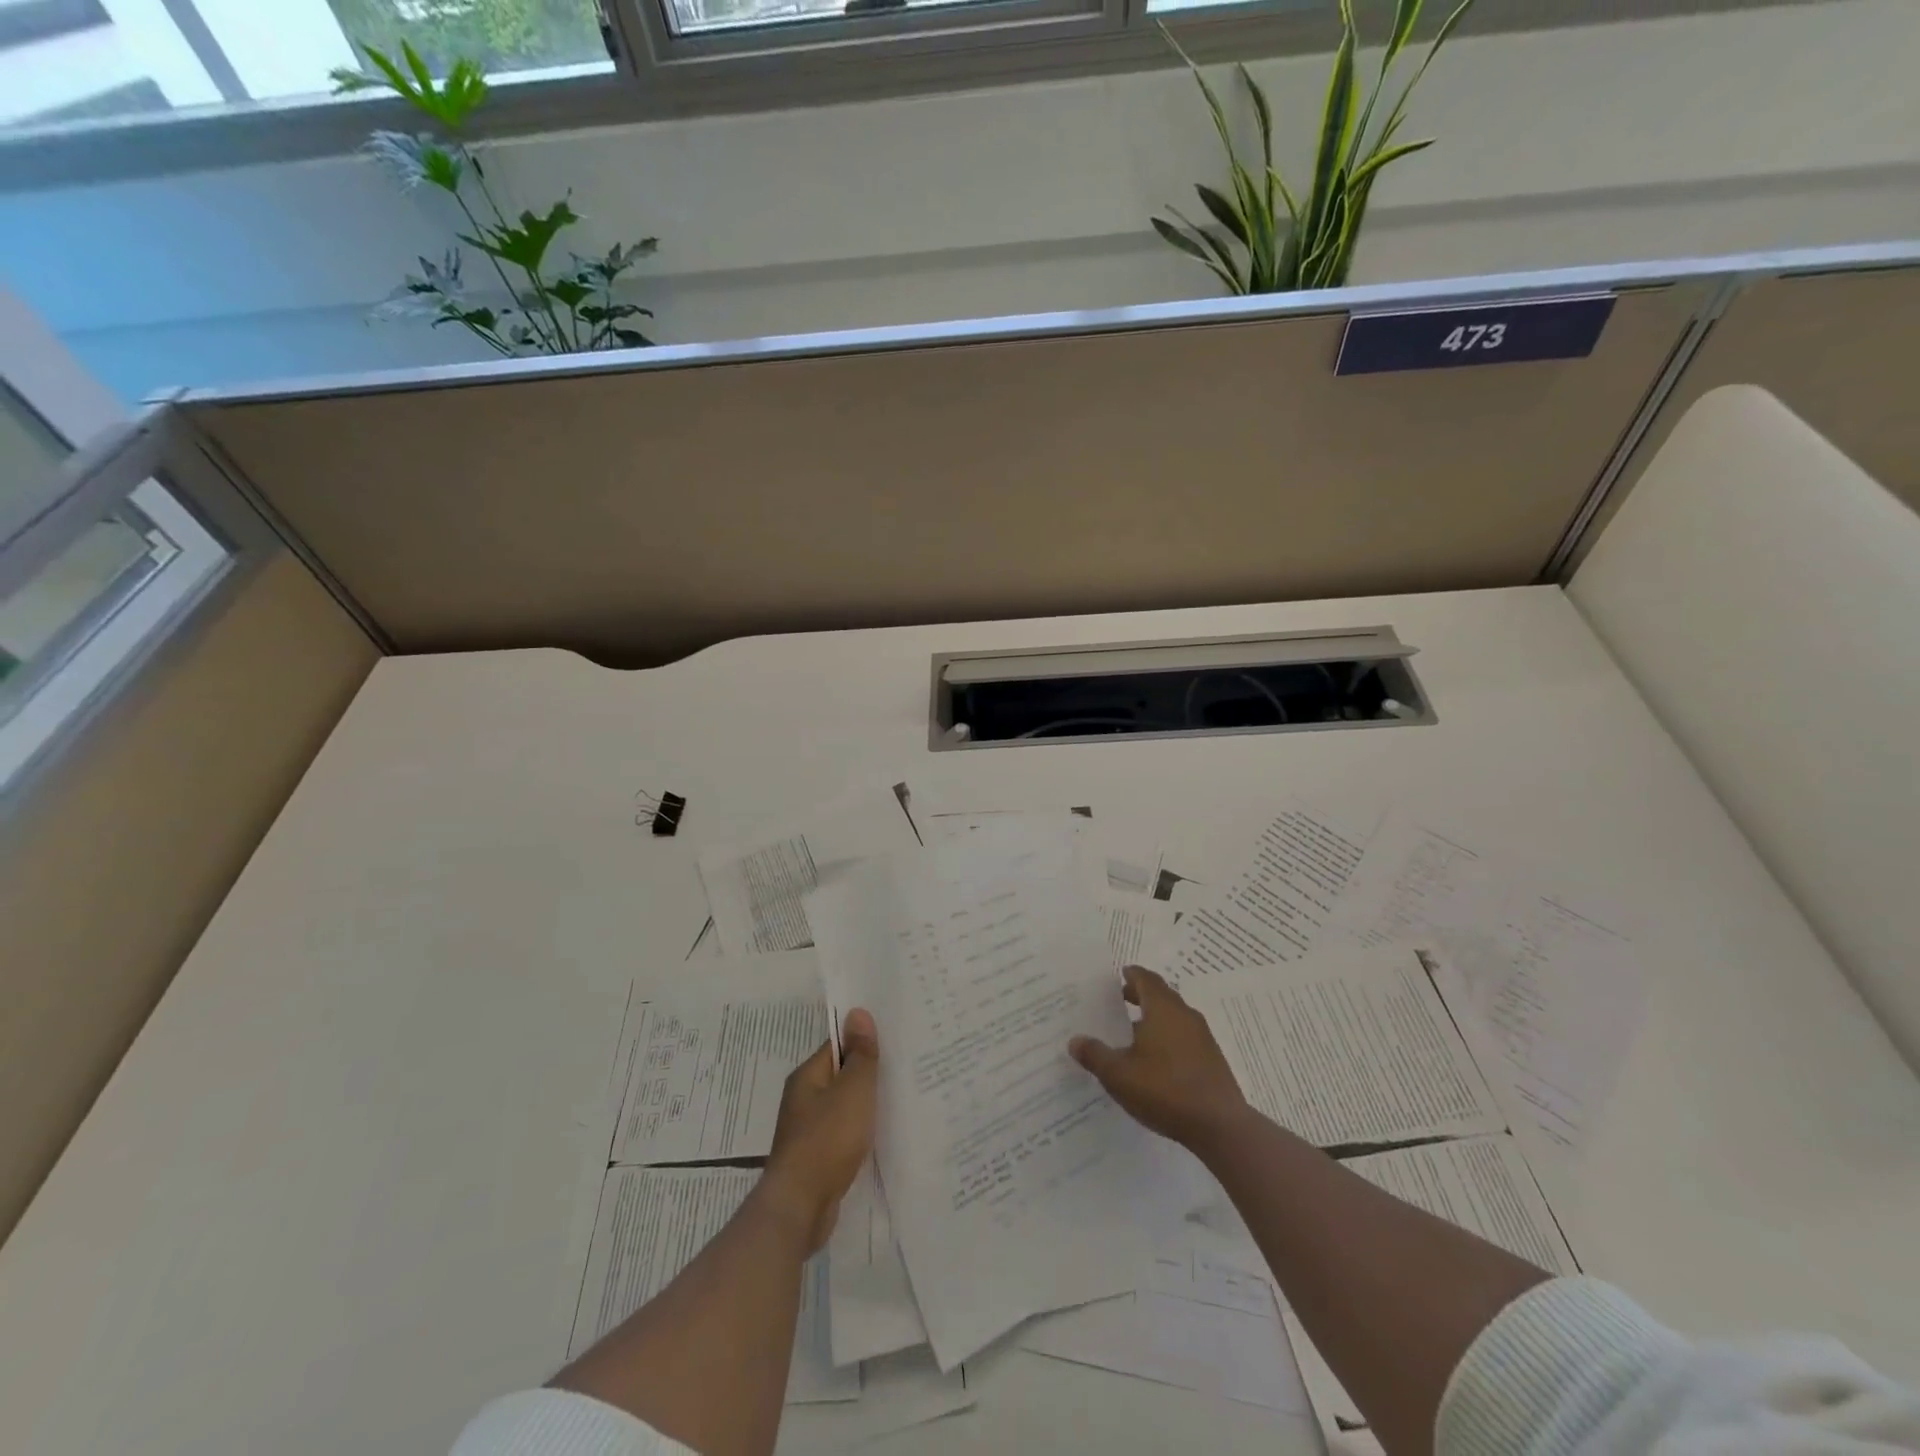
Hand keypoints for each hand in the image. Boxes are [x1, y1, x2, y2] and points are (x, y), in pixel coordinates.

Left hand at [761, 1008, 879, 1251]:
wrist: (800, 1207)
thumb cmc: (827, 1140)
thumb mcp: (853, 1091)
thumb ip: (860, 1054)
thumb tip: (857, 1011)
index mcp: (808, 1077)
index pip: (838, 1046)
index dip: (864, 1041)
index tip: (894, 1041)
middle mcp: (804, 1100)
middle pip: (841, 1077)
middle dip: (868, 1075)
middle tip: (905, 1069)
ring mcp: (808, 1131)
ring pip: (844, 1108)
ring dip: (866, 1107)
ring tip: (901, 1101)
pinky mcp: (817, 1160)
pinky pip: (844, 1135)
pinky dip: (861, 1133)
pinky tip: (882, 1138)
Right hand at [1070, 966, 1248, 1150]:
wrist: (1220, 1125)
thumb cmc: (1165, 1090)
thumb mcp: (1119, 1075)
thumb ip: (1095, 1055)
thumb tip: (1075, 1041)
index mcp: (1162, 1009)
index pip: (1146, 979)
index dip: (1132, 975)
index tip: (1120, 975)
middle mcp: (1184, 1015)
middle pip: (1161, 995)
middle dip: (1141, 994)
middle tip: (1120, 999)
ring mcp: (1202, 1037)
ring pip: (1174, 1016)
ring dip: (1155, 1017)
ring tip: (1134, 1032)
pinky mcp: (1211, 1059)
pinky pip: (1184, 1036)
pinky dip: (1168, 1037)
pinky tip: (1156, 1059)